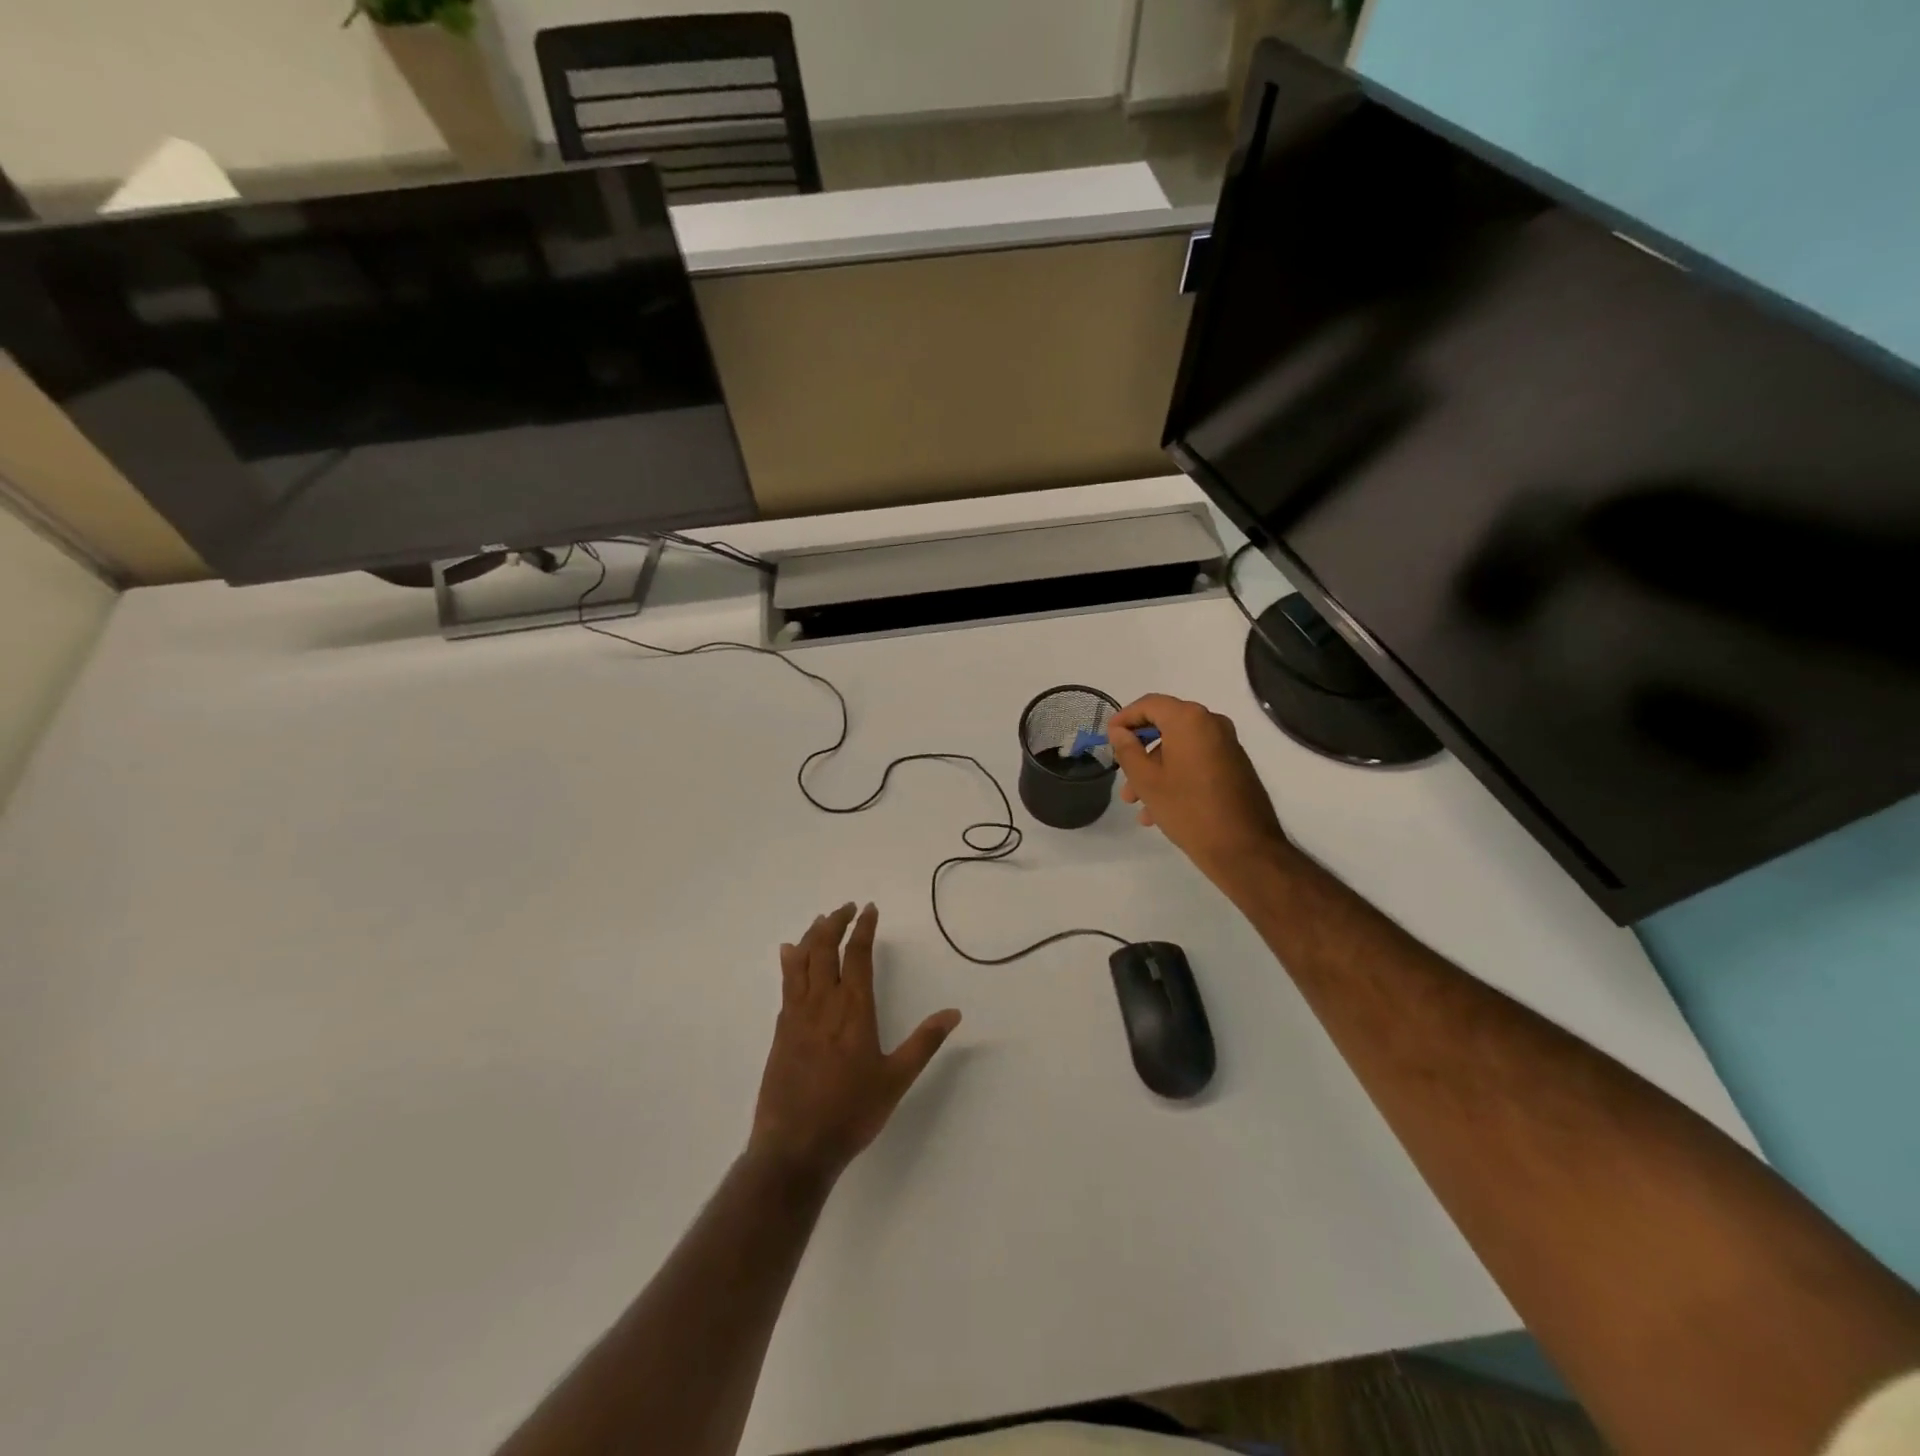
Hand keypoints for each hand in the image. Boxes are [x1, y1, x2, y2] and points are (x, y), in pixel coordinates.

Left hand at [749, 903, 960, 1184]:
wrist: (795, 1147)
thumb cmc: (851, 1113)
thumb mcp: (896, 1079)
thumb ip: (925, 1042)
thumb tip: (954, 1012)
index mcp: (854, 1010)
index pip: (857, 955)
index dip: (863, 928)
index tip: (869, 909)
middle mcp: (823, 1003)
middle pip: (824, 949)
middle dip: (836, 923)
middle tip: (847, 909)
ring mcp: (797, 1015)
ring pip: (801, 961)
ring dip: (811, 935)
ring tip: (822, 920)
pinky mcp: (781, 1031)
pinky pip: (786, 983)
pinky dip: (790, 962)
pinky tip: (790, 954)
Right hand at [1108, 694, 1292, 889]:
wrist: (1244, 849)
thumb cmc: (1188, 810)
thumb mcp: (1147, 781)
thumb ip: (1127, 750)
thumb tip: (1119, 731)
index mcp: (1190, 720)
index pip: (1149, 704)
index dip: (1125, 718)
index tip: (1108, 738)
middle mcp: (1212, 723)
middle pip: (1165, 726)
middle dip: (1140, 752)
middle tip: (1123, 777)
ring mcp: (1227, 745)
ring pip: (1179, 748)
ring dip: (1155, 770)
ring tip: (1139, 804)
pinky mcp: (1235, 766)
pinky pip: (1196, 761)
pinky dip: (1176, 776)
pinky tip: (1160, 810)